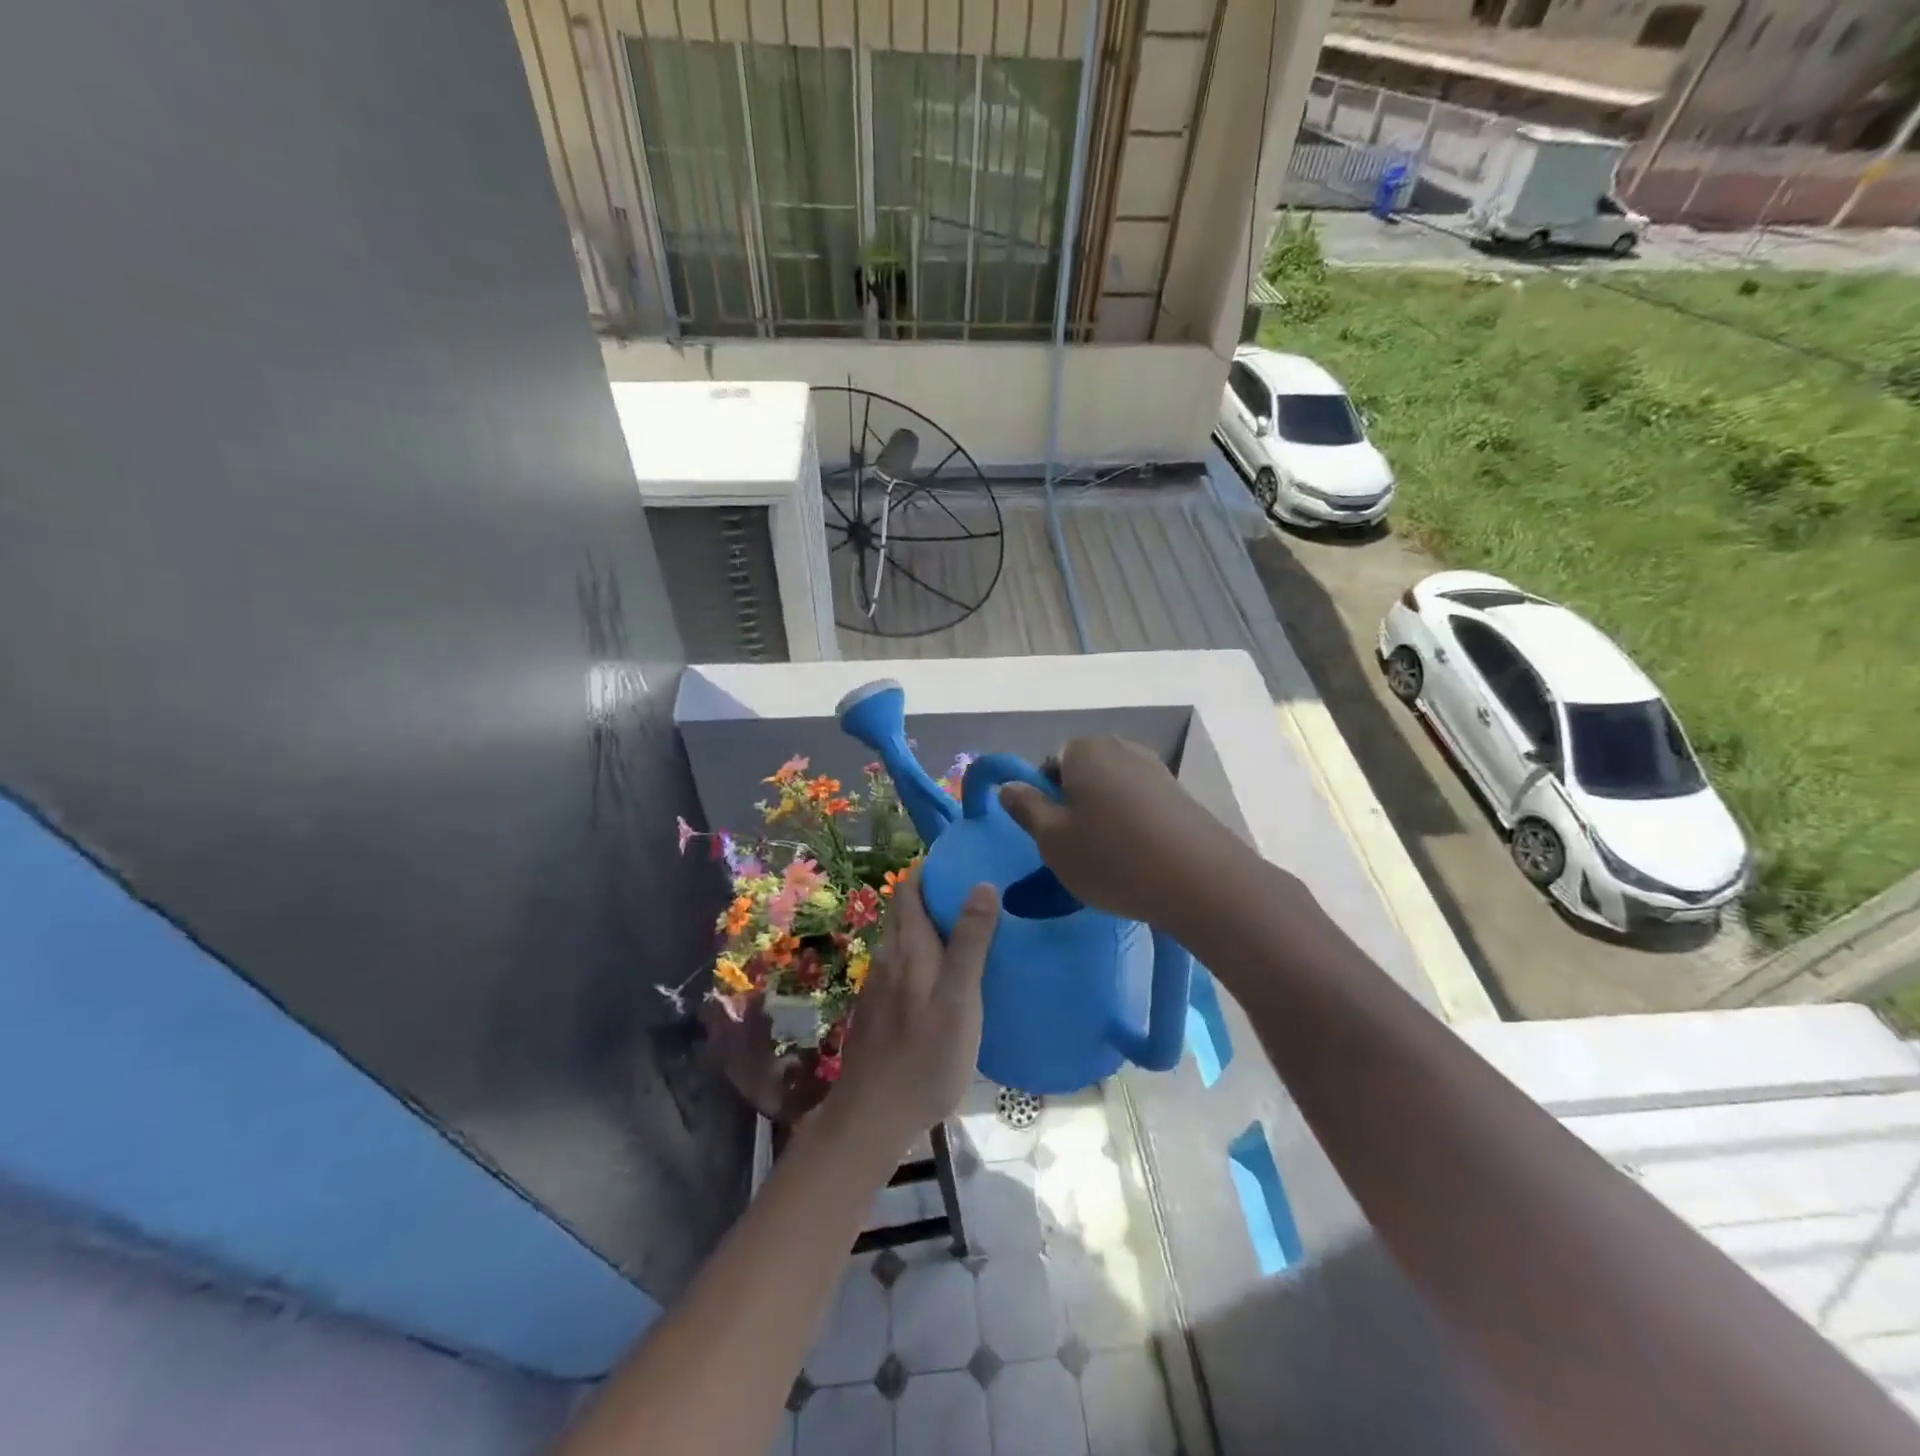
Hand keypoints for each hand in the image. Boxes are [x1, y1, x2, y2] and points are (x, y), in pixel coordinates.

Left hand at [831, 869, 997, 1148]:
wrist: (872, 1115)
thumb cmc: (926, 1056)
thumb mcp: (960, 999)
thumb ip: (970, 942)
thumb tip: (981, 884)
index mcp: (908, 947)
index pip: (909, 889)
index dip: (930, 871)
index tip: (961, 863)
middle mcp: (887, 957)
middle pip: (904, 911)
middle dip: (932, 896)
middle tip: (973, 895)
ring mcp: (877, 985)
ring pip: (902, 940)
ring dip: (927, 927)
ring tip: (965, 933)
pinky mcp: (876, 1010)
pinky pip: (900, 967)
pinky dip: (920, 957)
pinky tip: (941, 979)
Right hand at [998, 736, 1233, 929]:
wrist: (1201, 881)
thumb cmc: (1112, 858)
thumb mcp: (1052, 840)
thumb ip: (1026, 808)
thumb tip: (1008, 786)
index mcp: (1084, 750)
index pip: (1049, 762)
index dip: (1044, 796)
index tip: (1050, 832)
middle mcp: (1121, 748)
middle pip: (1083, 772)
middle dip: (1075, 803)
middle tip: (1075, 847)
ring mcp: (1156, 769)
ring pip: (1114, 789)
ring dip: (1105, 815)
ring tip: (1109, 857)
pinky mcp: (1181, 795)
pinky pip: (1142, 803)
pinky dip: (1134, 824)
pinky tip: (1139, 857)